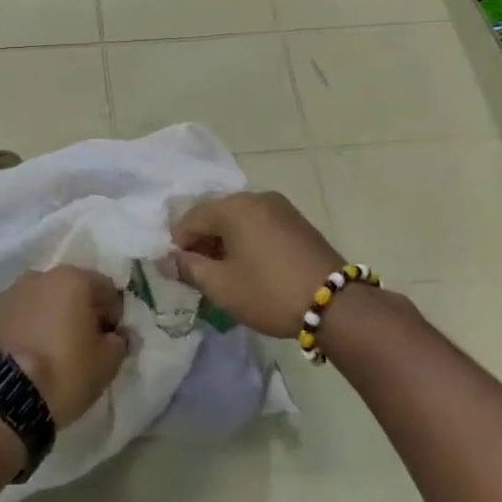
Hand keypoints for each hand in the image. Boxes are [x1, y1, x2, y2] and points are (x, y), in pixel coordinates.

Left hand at [0, 266, 128, 426]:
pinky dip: (24, 328)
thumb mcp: (107, 363)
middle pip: (70, 290)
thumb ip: (120, 341)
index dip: (113, 314)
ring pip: (40, 301)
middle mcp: (39, 276)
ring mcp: (9, 293)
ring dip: (49, 318)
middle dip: (79, 312)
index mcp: (72, 279)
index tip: (111, 340)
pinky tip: (26, 355)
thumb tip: (119, 335)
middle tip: (82, 345)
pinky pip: (16, 316)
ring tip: (50, 351)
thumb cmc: (65, 372)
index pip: (106, 289)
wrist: (6, 398)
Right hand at [173, 192, 345, 338]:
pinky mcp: (297, 222)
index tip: (179, 273)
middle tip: (199, 276)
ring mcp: (280, 207)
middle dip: (203, 243)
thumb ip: (189, 268)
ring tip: (225, 275)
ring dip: (225, 244)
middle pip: (215, 215)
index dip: (179, 245)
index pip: (191, 218)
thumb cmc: (269, 291)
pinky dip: (248, 242)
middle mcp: (256, 197)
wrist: (336, 304)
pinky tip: (251, 268)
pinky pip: (260, 225)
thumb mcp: (222, 286)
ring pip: (239, 220)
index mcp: (234, 206)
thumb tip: (165, 260)